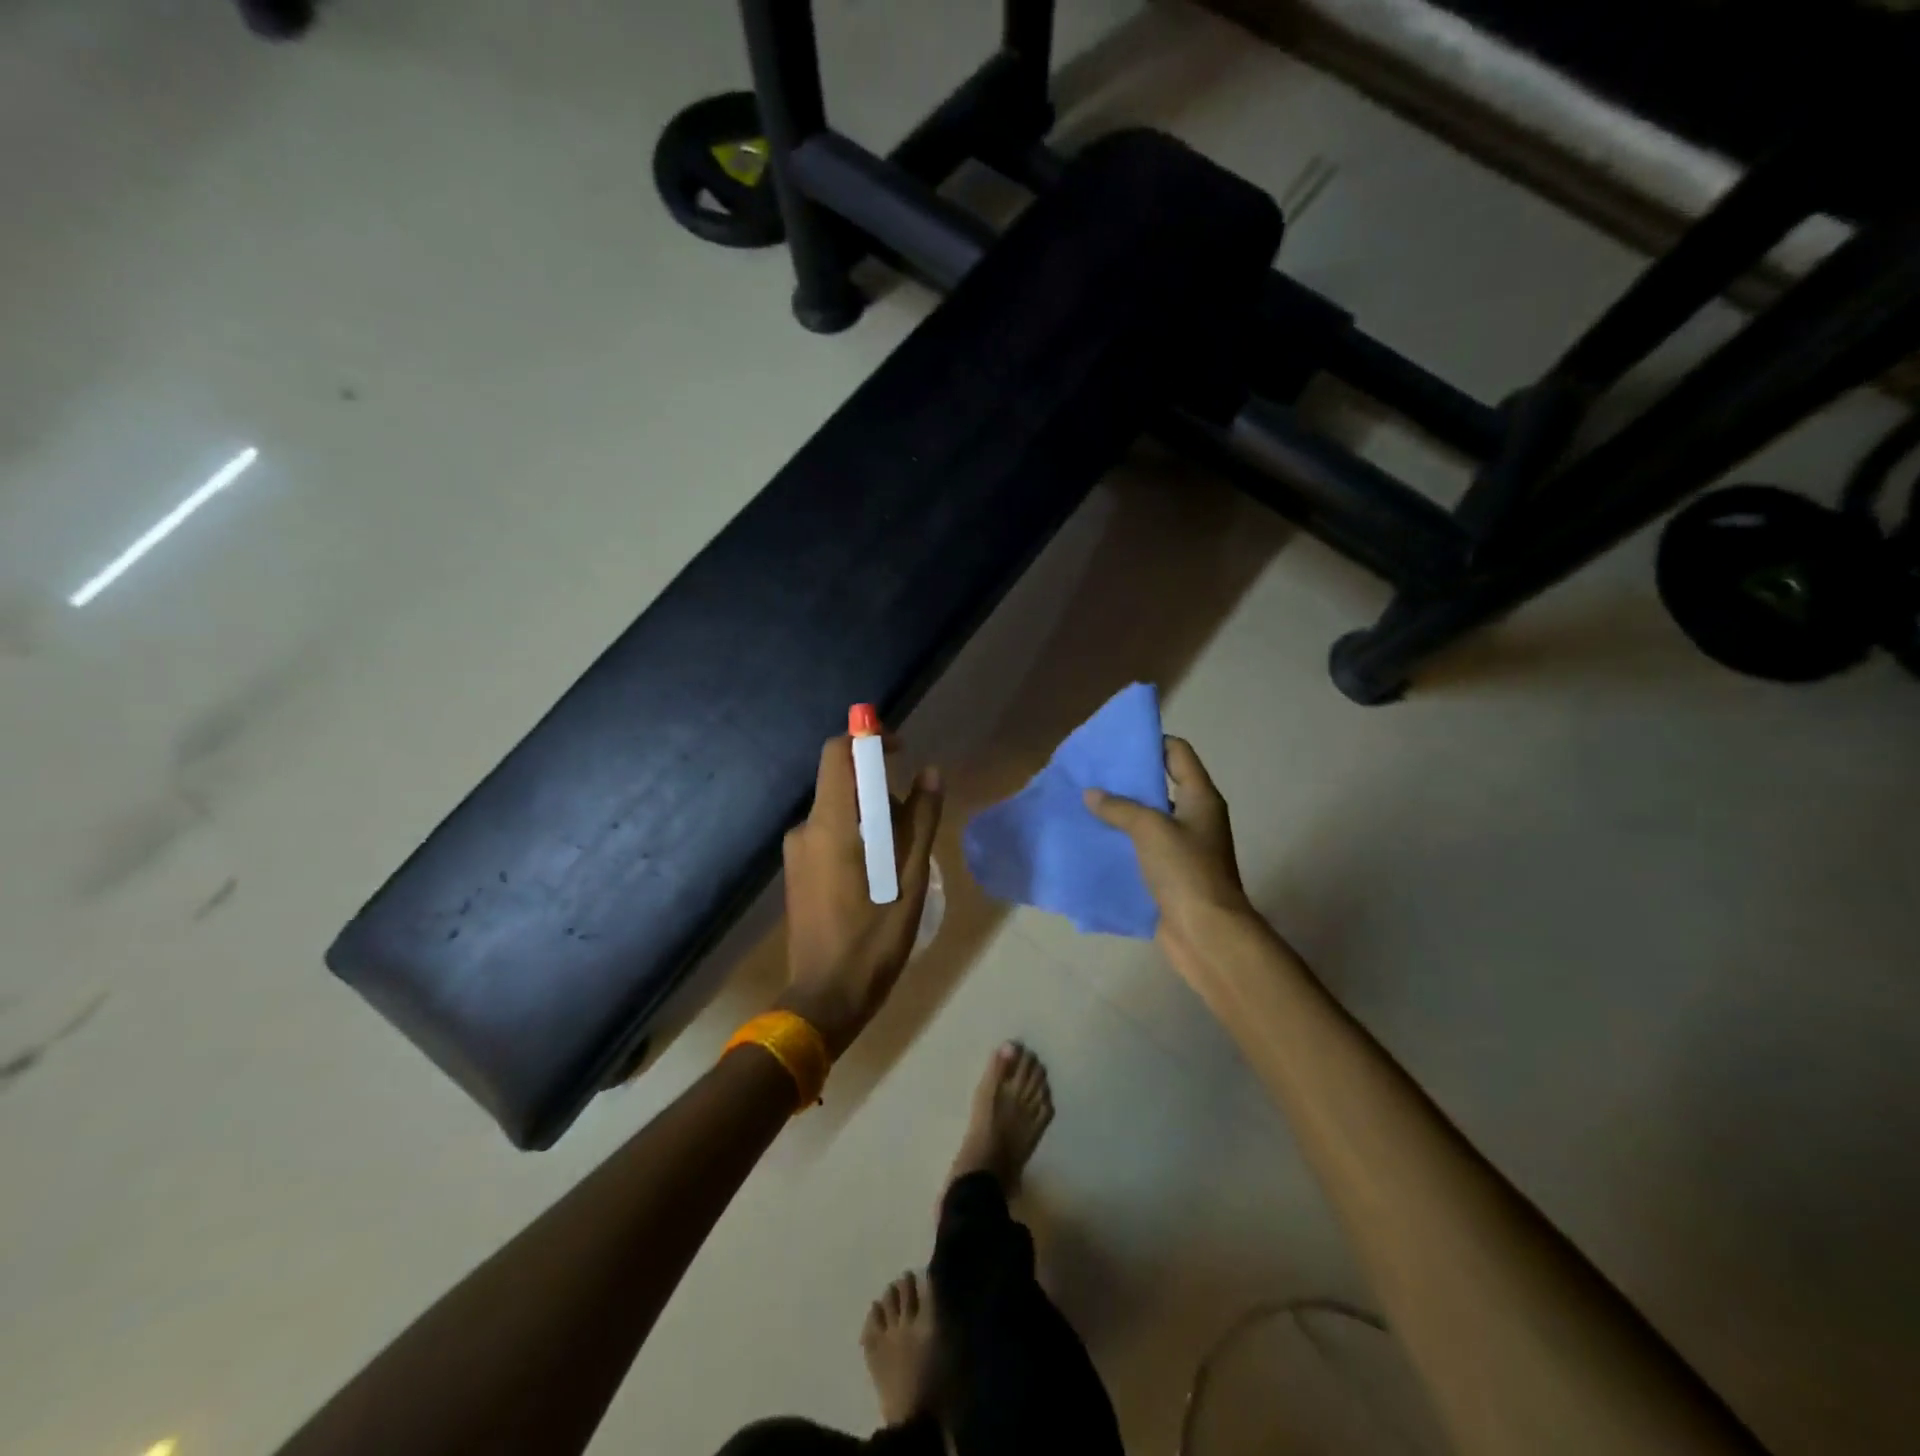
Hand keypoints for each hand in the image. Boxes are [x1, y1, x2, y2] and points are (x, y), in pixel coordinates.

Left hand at [777, 735, 943, 1056]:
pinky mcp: (798, 871)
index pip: (838, 754)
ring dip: (873, 816)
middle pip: (843, 783)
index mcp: (830, 826)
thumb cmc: (873, 941)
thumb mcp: (909, 879)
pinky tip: (880, 872)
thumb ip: (922, 820)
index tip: (901, 750)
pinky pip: (829, 833)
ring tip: (903, 856)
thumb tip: (931, 772)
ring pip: (839, 810)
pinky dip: (857, 835)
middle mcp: (806, 829)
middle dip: (881, 788)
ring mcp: (797, 852)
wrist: (824, 998)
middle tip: (916, 822)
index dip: (868, 740)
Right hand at [1084, 736, 1254, 959]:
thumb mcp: (1150, 829)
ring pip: (1149, 818)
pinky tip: (1094, 839)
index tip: (1116, 743)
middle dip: (1128, 779)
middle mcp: (1195, 817)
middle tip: (1092, 774)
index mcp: (1200, 798)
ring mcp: (1184, 847)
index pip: (1178, 753)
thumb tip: (1092, 794)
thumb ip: (1119, 807)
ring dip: (1121, 812)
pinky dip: (1122, 841)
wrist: (1205, 932)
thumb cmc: (1185, 870)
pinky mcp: (1170, 873)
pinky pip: (1142, 848)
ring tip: (1085, 804)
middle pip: (1161, 784)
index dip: (1151, 743)